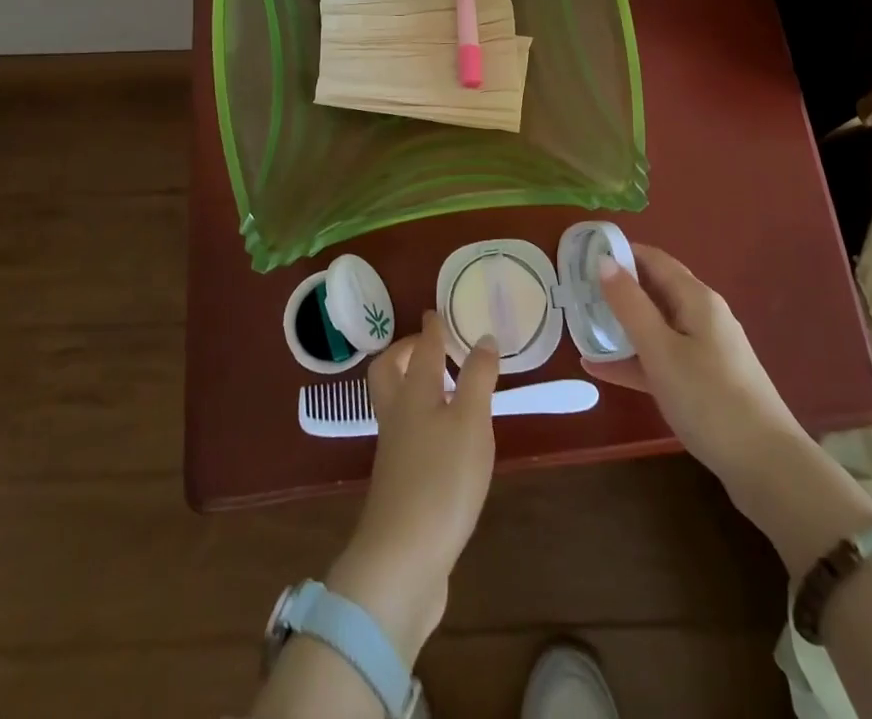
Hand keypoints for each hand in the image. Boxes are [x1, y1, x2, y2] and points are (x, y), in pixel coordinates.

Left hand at [327, 311, 498, 663]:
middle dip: (405, 352)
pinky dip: (421, 420)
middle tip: (430, 345)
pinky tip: (444, 436)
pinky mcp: (398, 483)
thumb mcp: (470, 423)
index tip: (436, 310)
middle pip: (389, 371)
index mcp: (415, 394)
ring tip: (444, 386)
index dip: (431, 327)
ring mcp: (394, 451)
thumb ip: (477, 378)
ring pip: (395, 402)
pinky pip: (405, 434)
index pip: (423, 349)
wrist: (401, 561)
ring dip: (412, 385)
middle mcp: (398, 415)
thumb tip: (482, 337)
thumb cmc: (441, 481)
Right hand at [583, 244, 871, 572]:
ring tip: (580, 328)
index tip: (582, 256)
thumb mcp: (661, 350)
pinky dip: (634, 359)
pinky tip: (600, 370)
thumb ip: (630, 304)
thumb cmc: (709, 398)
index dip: (619, 253)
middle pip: (654, 290)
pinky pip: (662, 358)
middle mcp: (703, 316)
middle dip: (617, 289)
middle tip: (576, 292)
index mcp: (696, 299)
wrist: (767, 467)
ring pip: (655, 326)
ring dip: (621, 326)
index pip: (653, 259)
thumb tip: (604, 260)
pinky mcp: (704, 381)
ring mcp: (705, 350)